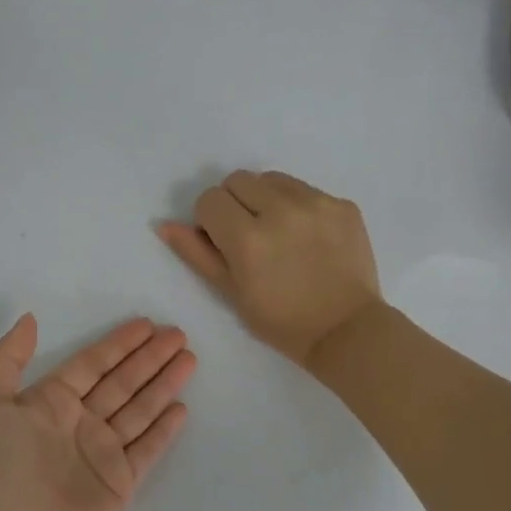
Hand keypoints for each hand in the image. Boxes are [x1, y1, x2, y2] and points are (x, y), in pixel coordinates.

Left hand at [0, 314, 195, 510]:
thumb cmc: (0, 467)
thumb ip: (7, 358)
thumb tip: (29, 318)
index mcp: (49, 403)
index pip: (91, 364)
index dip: (118, 344)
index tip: (145, 325)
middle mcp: (78, 424)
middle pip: (121, 382)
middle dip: (149, 358)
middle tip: (178, 334)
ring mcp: (101, 453)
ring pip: (139, 409)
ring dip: (163, 384)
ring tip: (189, 359)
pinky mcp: (120, 482)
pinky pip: (147, 448)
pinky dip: (164, 429)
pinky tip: (181, 408)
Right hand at [159, 170, 382, 367]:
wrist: (345, 330)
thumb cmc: (281, 321)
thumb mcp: (231, 292)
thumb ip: (197, 253)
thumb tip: (165, 225)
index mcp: (247, 237)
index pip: (210, 199)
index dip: (210, 221)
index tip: (223, 243)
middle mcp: (281, 210)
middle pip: (238, 180)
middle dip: (235, 204)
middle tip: (249, 237)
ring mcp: (316, 203)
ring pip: (272, 179)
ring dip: (266, 200)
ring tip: (279, 234)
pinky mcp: (342, 204)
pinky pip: (306, 190)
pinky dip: (298, 207)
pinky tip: (308, 238)